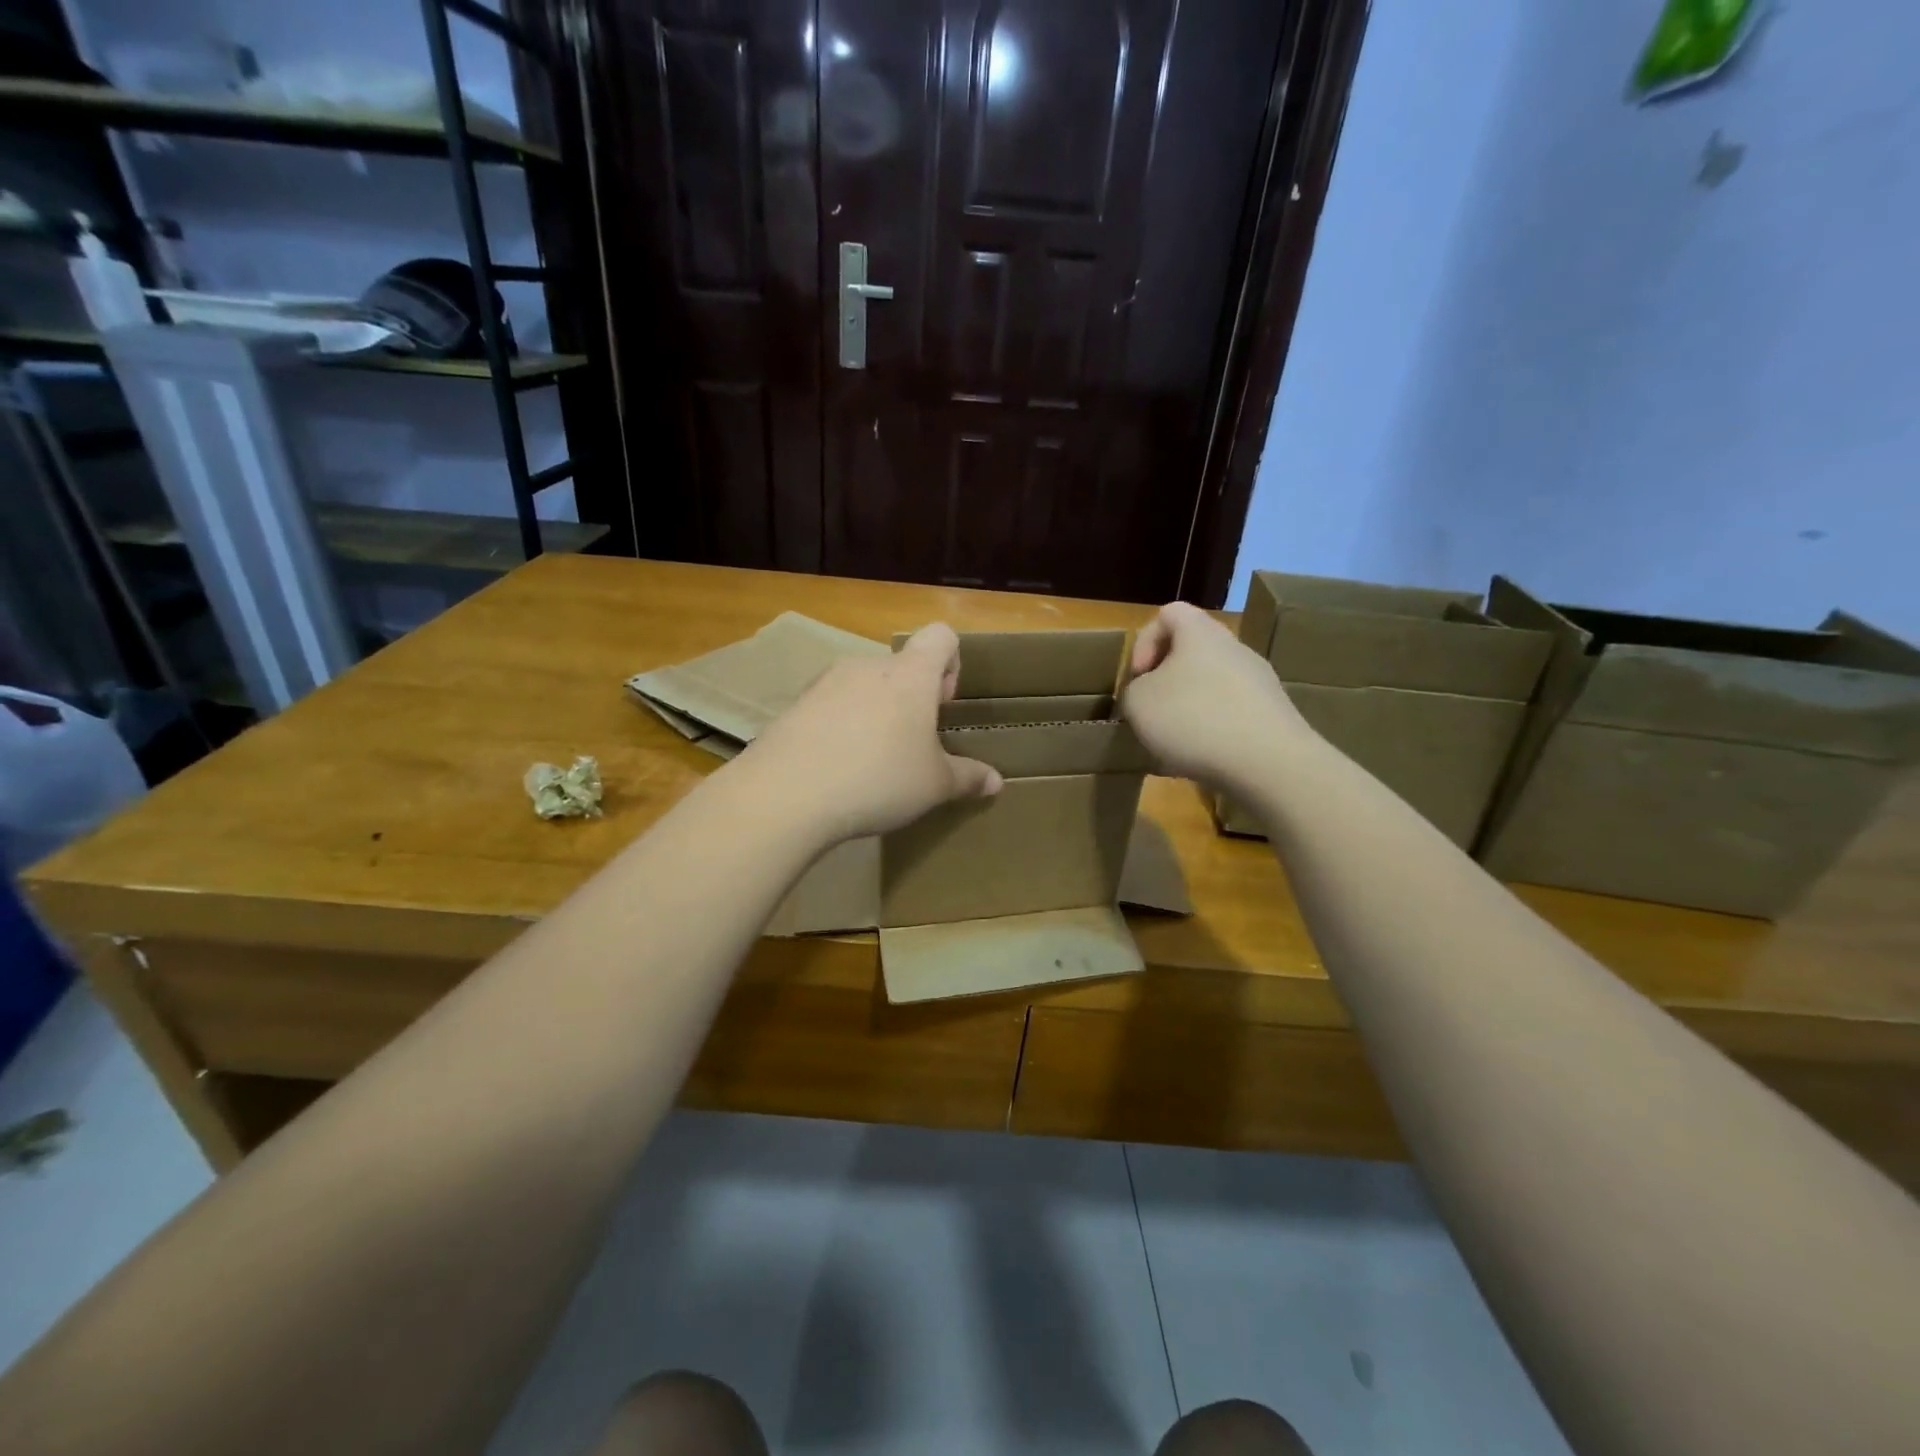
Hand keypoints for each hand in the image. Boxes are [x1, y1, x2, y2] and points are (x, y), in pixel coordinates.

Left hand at [743, 622, 1002, 844]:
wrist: (789, 793)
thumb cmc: (879, 779)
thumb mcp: (934, 786)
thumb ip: (968, 778)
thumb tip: (996, 782)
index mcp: (911, 674)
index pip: (941, 636)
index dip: (951, 663)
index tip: (943, 706)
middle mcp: (869, 666)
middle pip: (901, 666)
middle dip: (912, 698)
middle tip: (912, 744)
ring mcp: (827, 681)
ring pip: (864, 686)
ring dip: (876, 712)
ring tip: (873, 760)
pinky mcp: (796, 704)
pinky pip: (830, 705)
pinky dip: (841, 726)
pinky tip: (837, 767)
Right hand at [1120, 602, 1311, 793]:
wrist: (1268, 762)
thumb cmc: (1193, 719)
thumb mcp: (1138, 703)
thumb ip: (1134, 690)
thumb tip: (1148, 693)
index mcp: (1200, 632)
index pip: (1168, 614)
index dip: (1144, 641)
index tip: (1138, 678)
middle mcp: (1234, 648)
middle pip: (1192, 652)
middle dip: (1166, 681)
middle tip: (1152, 712)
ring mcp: (1259, 681)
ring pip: (1211, 685)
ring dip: (1188, 709)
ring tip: (1174, 742)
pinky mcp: (1273, 714)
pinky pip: (1231, 713)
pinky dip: (1212, 731)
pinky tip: (1202, 758)